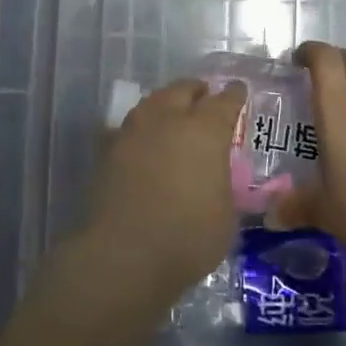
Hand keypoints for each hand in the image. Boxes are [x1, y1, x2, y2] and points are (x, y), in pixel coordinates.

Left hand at [84, 78, 247, 295]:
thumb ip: (222, 183)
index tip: (238, 91)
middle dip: (197, 91)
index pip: (225, 101)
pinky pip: (127, 127)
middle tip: (204, 98)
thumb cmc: (188, 237)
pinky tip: (141, 140)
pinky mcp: (107, 149)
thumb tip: (215, 177)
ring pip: (152, 102)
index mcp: (205, 130)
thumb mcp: (226, 214)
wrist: (124, 255)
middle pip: (183, 89)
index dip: (234, 95)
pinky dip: (139, 128)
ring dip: (166, 103)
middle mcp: (168, 119)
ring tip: (173, 114)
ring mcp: (133, 131)